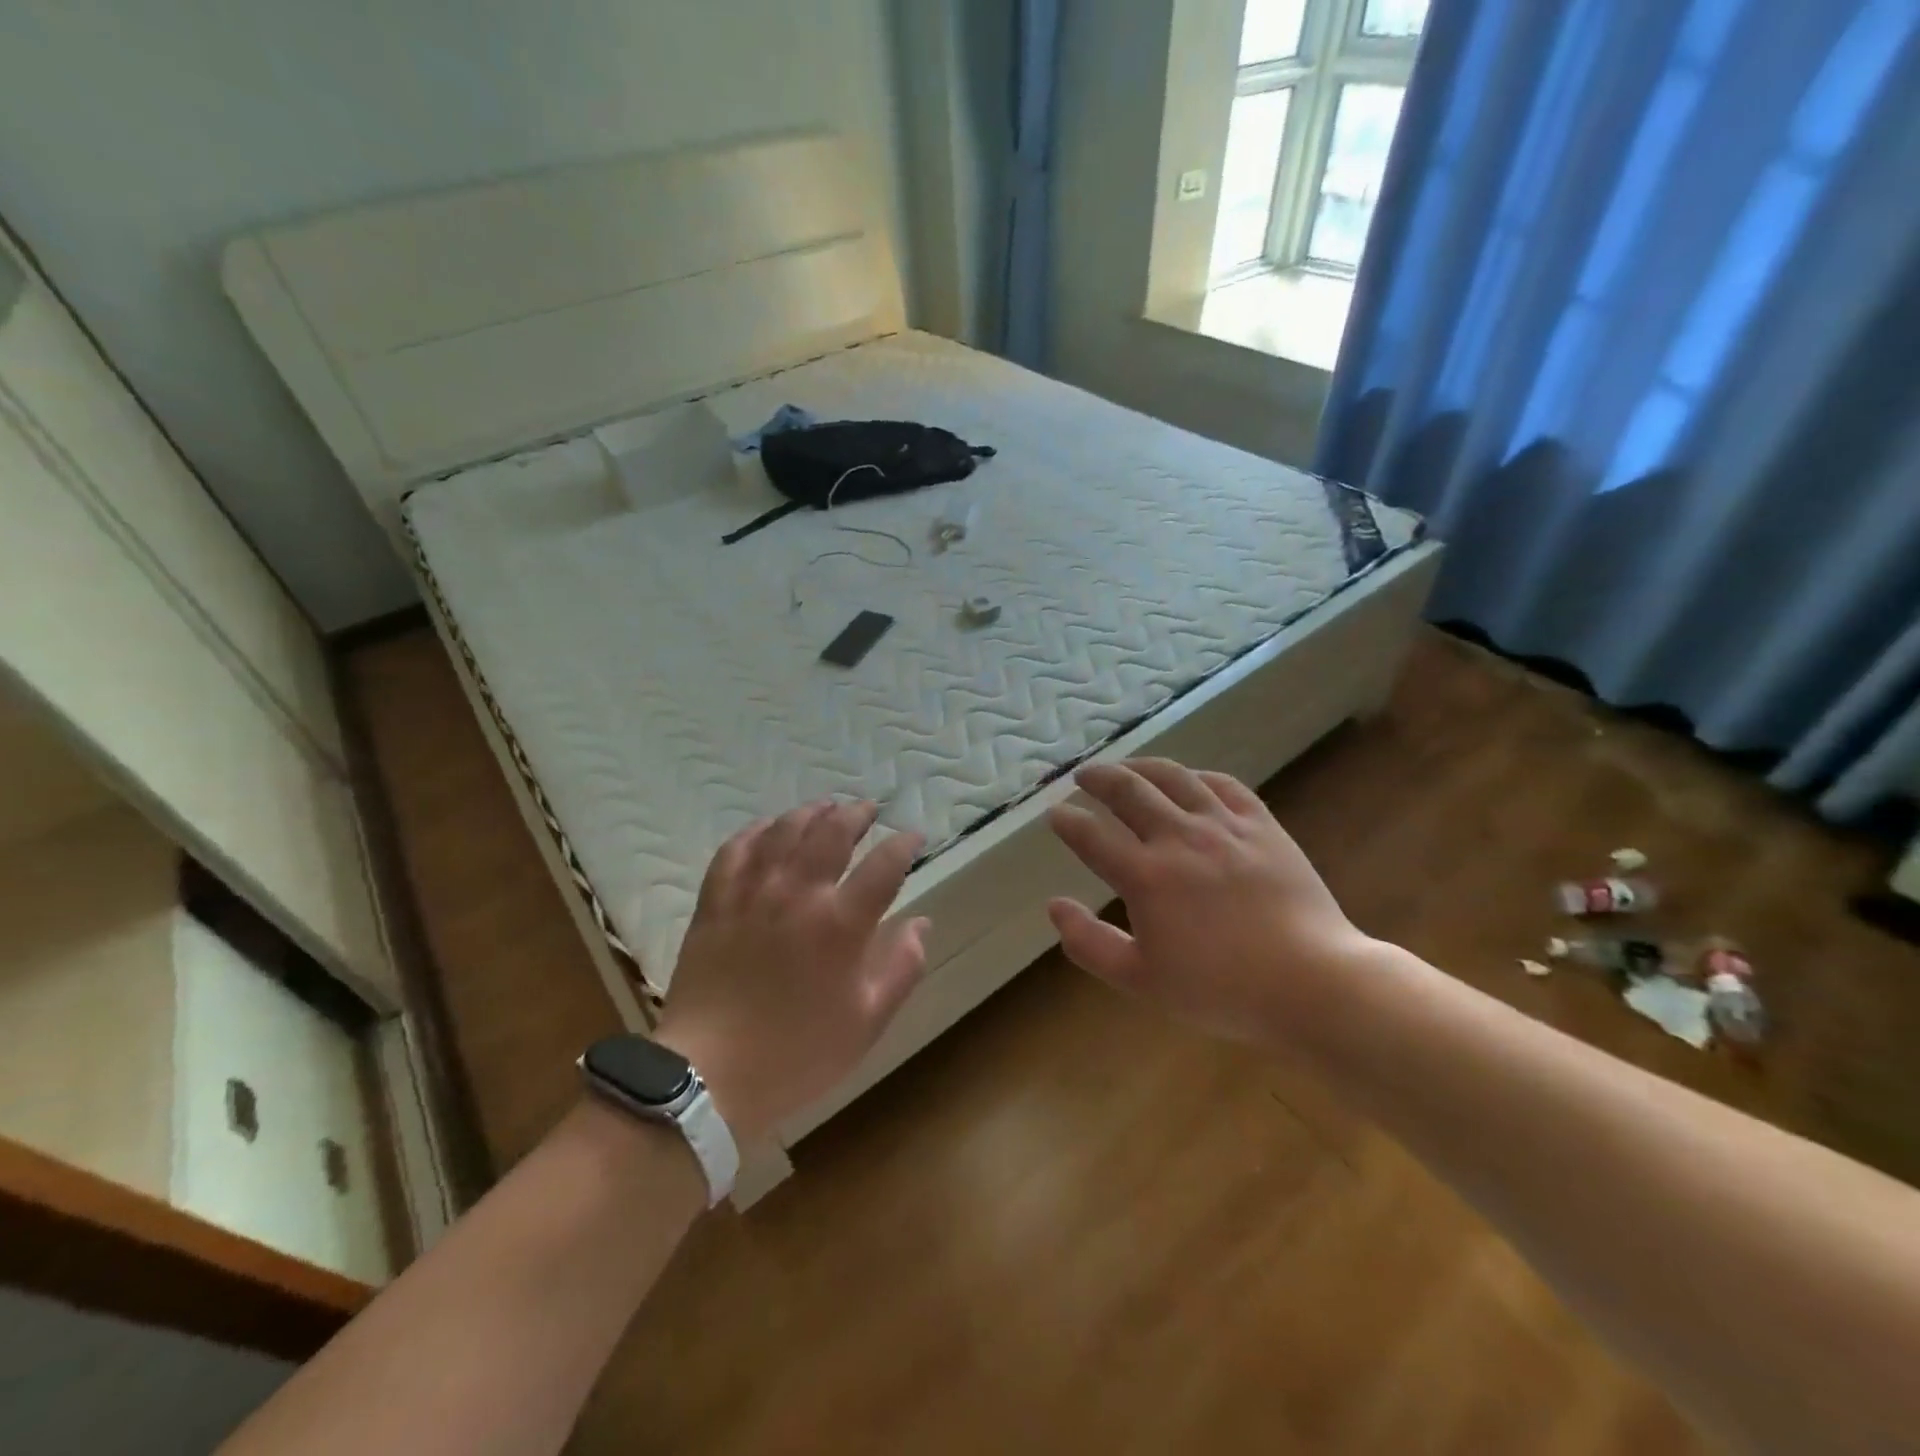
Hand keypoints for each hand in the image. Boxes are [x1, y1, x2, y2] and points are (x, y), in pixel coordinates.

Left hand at [653, 800, 929, 1144]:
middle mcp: (798, 895)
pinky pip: (735, 850)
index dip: (904, 844)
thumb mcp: (867, 1022)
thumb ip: (901, 968)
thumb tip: (921, 924)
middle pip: (832, 833)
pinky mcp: (715, 902)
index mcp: (840, 925)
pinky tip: (767, 828)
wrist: (709, 1076)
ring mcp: (752, 894)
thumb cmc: (797, 1054)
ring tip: (825, 807)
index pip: (884, 866)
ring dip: (810, 813)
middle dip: (856, 814)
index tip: (914, 837)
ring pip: (784, 831)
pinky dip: (756, 831)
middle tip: (869, 810)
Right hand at [1046, 759, 1372, 1045]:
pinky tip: (1189, 779)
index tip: (1054, 814)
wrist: (1312, 983)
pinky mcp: (1261, 825)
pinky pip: (1223, 784)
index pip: (1091, 836)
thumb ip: (1090, 943)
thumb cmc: (1221, 990)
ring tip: (1126, 765)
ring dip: (1141, 766)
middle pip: (1128, 791)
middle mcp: (1179, 838)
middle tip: (1083, 776)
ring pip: (1173, 777)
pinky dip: (1196, 776)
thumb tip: (1055, 906)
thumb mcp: (1142, 980)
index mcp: (1145, 876)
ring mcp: (1223, 826)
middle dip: (1097, 779)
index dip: (1067, 821)